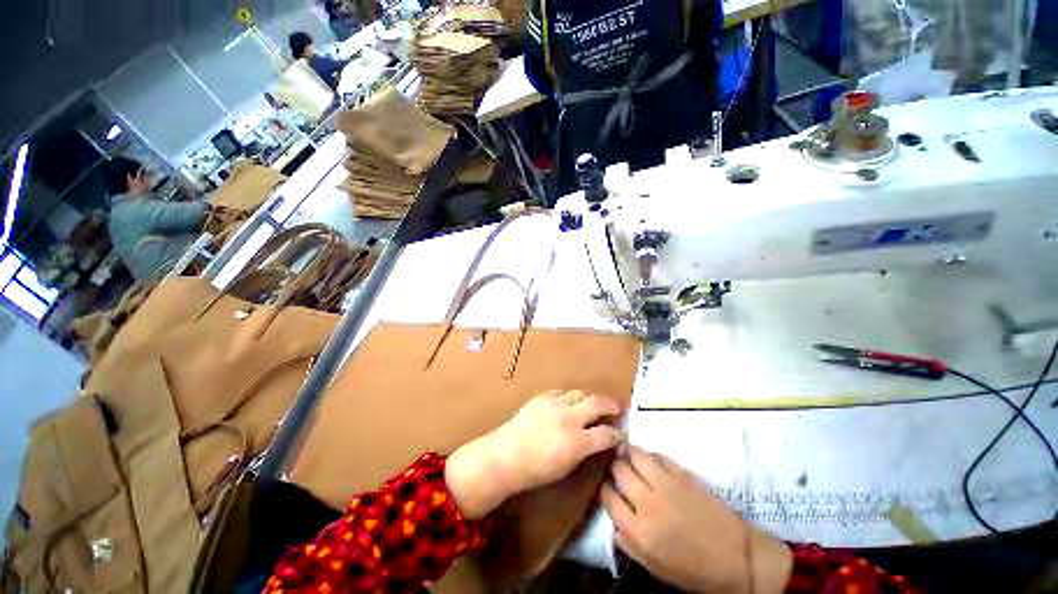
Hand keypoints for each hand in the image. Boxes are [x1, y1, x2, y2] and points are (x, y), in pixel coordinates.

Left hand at [447, 390, 624, 518]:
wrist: (501, 459)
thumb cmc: (534, 472)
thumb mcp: (566, 468)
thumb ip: (584, 452)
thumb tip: (596, 442)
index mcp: (578, 442)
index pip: (608, 433)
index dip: (618, 434)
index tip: (621, 434)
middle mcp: (569, 418)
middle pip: (599, 403)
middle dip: (612, 406)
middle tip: (617, 410)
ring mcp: (554, 405)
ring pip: (581, 394)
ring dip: (591, 399)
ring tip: (594, 405)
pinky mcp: (540, 398)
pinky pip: (562, 393)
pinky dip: (571, 398)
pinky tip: (571, 404)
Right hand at [601, 447, 791, 593]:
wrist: (730, 555)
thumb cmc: (688, 568)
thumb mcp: (650, 565)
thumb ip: (628, 544)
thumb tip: (616, 525)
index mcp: (635, 529)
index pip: (608, 498)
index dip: (602, 488)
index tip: (602, 485)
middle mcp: (648, 503)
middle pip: (622, 473)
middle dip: (613, 466)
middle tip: (610, 462)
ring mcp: (670, 486)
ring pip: (642, 459)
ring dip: (630, 453)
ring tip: (624, 449)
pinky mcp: (689, 477)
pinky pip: (664, 459)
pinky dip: (653, 455)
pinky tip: (650, 457)